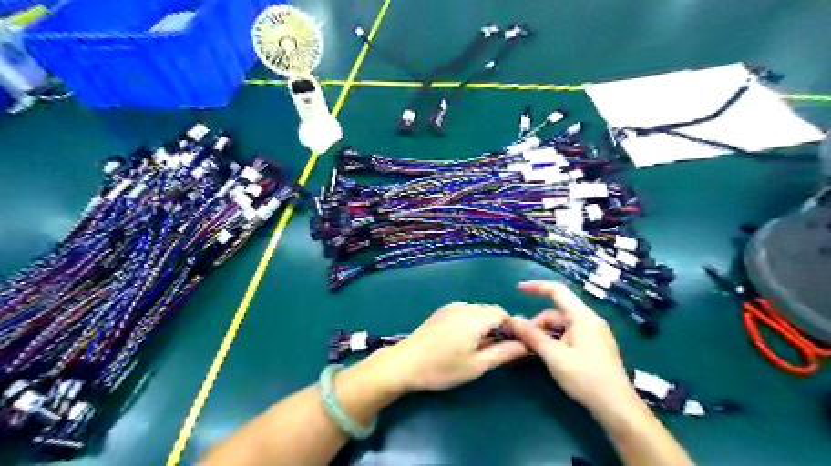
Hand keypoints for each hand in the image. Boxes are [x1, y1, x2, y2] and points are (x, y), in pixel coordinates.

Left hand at [387, 302, 528, 392]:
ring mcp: (450, 307)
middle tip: (497, 348)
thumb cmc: (442, 368)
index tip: (513, 344)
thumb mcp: (477, 365)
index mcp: (475, 317)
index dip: (512, 327)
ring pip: (477, 310)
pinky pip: (464, 311)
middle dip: (498, 326)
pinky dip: (471, 321)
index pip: (502, 313)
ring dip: (484, 323)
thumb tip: (526, 346)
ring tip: (479, 346)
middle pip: (490, 310)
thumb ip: (504, 353)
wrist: (405, 363)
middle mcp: (464, 306)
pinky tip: (463, 339)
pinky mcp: (441, 311)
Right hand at [507, 283, 641, 419]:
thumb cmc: (585, 377)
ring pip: (563, 326)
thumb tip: (513, 319)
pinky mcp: (596, 347)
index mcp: (582, 317)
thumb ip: (532, 335)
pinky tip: (551, 356)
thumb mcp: (554, 355)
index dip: (536, 287)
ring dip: (547, 334)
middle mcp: (590, 321)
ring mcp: (595, 334)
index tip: (518, 289)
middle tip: (523, 341)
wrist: (617, 408)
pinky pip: (571, 335)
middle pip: (557, 312)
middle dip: (538, 323)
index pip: (557, 291)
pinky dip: (557, 340)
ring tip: (535, 351)